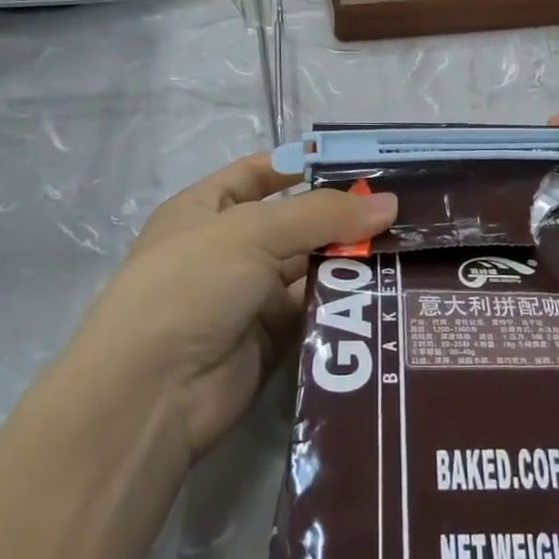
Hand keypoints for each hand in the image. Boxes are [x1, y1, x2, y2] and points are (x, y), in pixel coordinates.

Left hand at [71, 153, 396, 463]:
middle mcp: (228, 249)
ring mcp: (248, 296)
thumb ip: (321, 215)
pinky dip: (344, 302)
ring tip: (406, 247)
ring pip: (309, 268)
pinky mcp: (270, 339)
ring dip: (349, 260)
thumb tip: (389, 203)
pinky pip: (314, 310)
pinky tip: (386, 291)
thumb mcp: (252, 232)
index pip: (257, 174)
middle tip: (401, 211)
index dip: (301, 165)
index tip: (357, 166)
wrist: (152, 392)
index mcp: (206, 210)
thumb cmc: (192, 285)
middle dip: (340, 217)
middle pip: (293, 223)